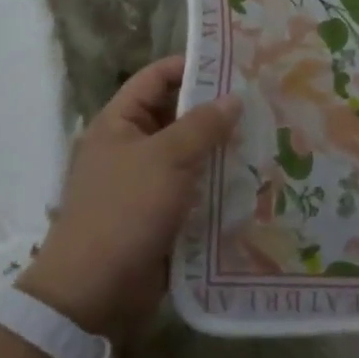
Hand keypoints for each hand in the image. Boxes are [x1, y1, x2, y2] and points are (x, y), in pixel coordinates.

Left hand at [18, 56, 240, 347]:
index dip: (190, 66)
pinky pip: (192, 189)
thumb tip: (234, 97)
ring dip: (219, 149)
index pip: (155, 78)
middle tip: (259, 101)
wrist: (93, 293)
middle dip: (213, 110)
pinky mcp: (159, 216)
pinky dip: (216, 184)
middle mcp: (129, 147)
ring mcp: (144, 183)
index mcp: (118, 123)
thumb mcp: (167, 158)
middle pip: (175, 115)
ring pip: (188, 154)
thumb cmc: (125, 211)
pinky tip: (251, 179)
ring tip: (265, 136)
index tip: (232, 64)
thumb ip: (203, 125)